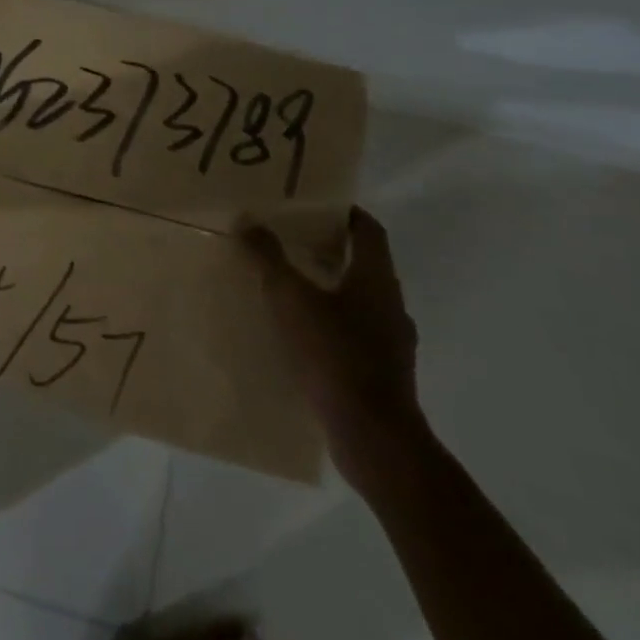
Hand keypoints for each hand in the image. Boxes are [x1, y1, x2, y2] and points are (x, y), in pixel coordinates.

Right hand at [243, 206, 427, 487]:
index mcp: (376, 280)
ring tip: (289, 285)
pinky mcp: (382, 374)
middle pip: (363, 264)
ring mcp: (392, 343)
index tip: (315, 203)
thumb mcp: (290, 298)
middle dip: (329, 249)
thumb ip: (268, 258)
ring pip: (359, 301)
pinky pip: (355, 334)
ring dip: (330, 288)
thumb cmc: (334, 354)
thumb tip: (248, 220)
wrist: (372, 435)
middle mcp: (391, 306)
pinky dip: (331, 324)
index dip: (345, 213)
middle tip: (289, 239)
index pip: (369, 231)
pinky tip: (300, 333)